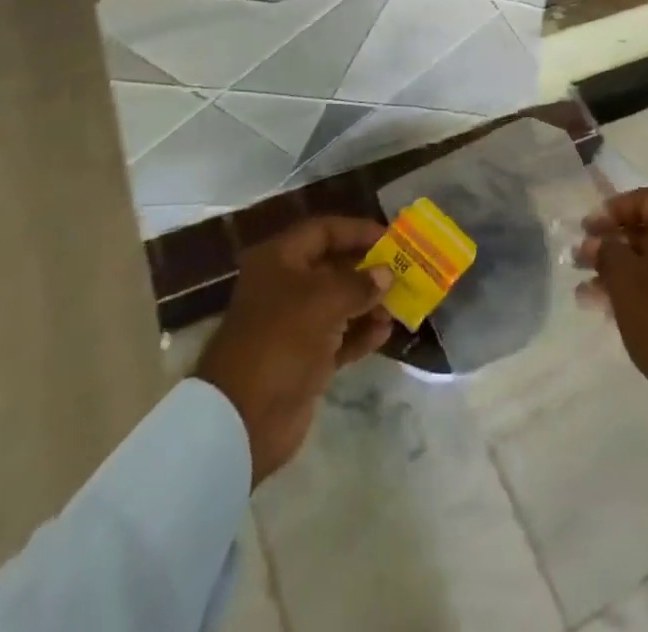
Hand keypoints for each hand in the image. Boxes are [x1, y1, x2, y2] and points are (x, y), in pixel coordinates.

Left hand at [194, 216, 393, 484]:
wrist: (243, 417)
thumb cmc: (281, 339)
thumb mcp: (323, 301)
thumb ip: (359, 283)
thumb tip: (386, 273)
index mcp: (279, 260)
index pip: (323, 231)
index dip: (356, 230)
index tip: (390, 237)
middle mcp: (285, 286)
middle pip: (333, 267)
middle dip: (368, 269)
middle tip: (403, 270)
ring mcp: (294, 325)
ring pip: (338, 304)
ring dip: (369, 303)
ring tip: (400, 304)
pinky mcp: (304, 359)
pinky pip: (339, 337)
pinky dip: (360, 333)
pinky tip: (385, 332)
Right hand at [577, 188, 647, 460]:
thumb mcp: (626, 280)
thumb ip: (606, 252)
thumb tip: (596, 241)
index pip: (643, 199)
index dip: (611, 210)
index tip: (586, 229)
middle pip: (646, 229)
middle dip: (610, 243)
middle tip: (579, 257)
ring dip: (616, 269)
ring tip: (583, 287)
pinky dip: (633, 290)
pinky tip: (602, 307)